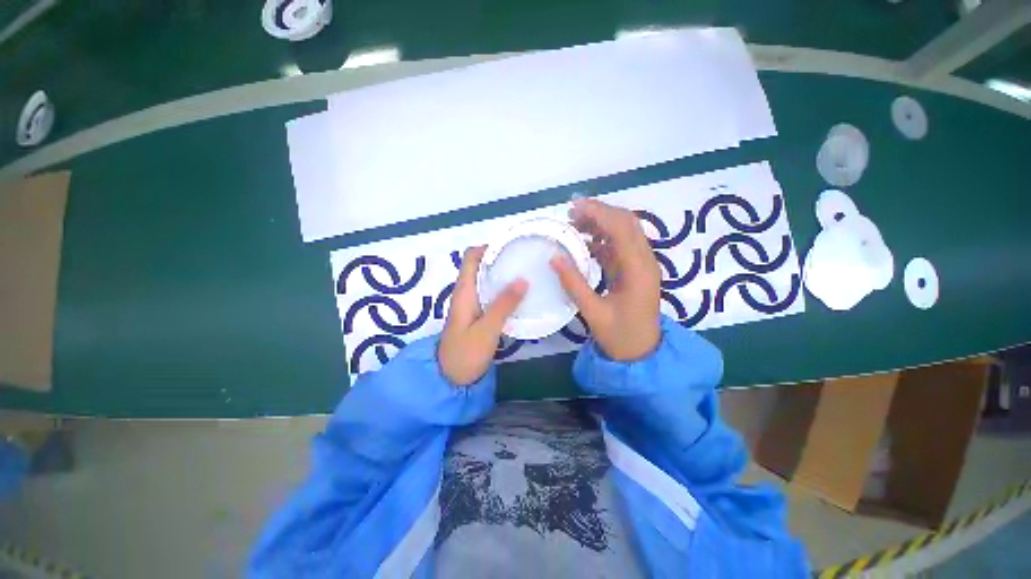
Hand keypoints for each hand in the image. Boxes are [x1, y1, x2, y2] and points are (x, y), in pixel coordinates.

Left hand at [439, 246, 527, 385]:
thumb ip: (503, 305)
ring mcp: (471, 304)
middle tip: (524, 259)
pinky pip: (490, 294)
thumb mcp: (487, 329)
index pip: (471, 257)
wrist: (451, 378)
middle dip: (500, 259)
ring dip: (503, 274)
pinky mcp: (478, 314)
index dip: (488, 247)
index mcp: (464, 291)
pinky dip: (503, 289)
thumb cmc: (465, 353)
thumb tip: (523, 279)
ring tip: (526, 272)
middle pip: (480, 266)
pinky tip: (519, 294)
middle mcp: (466, 292)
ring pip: (486, 280)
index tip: (510, 246)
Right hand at [551, 199, 661, 360]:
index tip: (573, 208)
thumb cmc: (620, 336)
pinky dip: (603, 239)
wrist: (642, 353)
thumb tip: (554, 257)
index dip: (598, 213)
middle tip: (571, 212)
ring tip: (574, 223)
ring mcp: (641, 265)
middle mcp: (644, 261)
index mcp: (638, 270)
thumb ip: (574, 284)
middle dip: (600, 212)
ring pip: (624, 232)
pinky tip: (584, 242)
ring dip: (601, 223)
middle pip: (627, 223)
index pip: (621, 229)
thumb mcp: (593, 312)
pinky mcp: (635, 270)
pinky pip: (620, 246)